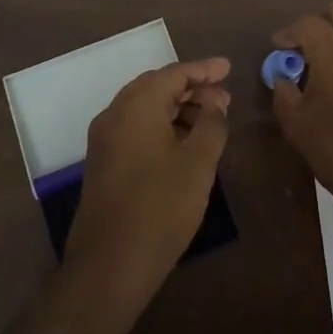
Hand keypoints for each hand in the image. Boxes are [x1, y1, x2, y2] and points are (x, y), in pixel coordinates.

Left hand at [65, 58, 230, 303]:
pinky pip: (136, 129)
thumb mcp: (198, 163)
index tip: (229, 68)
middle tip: (223, 96)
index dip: (204, 70)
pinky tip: (184, 143)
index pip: (173, 74)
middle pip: (156, 87)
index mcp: (136, 105)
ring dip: (177, 108)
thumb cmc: (160, 207)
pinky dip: (162, 126)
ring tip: (210, 119)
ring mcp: (104, 140)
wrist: (109, 265)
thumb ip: (212, 125)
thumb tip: (215, 103)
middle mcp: (114, 114)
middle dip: (191, 88)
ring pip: (145, 109)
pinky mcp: (103, 163)